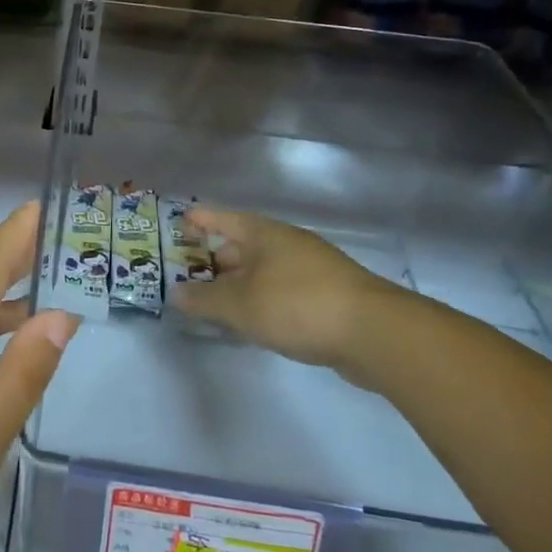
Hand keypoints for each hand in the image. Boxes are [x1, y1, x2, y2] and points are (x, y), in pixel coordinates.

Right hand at [170, 206, 406, 389]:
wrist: (375, 333)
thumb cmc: (297, 305)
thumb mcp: (240, 305)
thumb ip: (203, 300)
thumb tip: (176, 294)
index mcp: (263, 233)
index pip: (222, 218)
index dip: (198, 220)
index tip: (177, 224)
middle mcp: (287, 244)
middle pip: (241, 246)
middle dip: (213, 260)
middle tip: (187, 277)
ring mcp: (310, 269)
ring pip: (262, 272)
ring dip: (238, 285)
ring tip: (214, 304)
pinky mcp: (327, 297)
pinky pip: (281, 292)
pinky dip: (261, 301)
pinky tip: (252, 323)